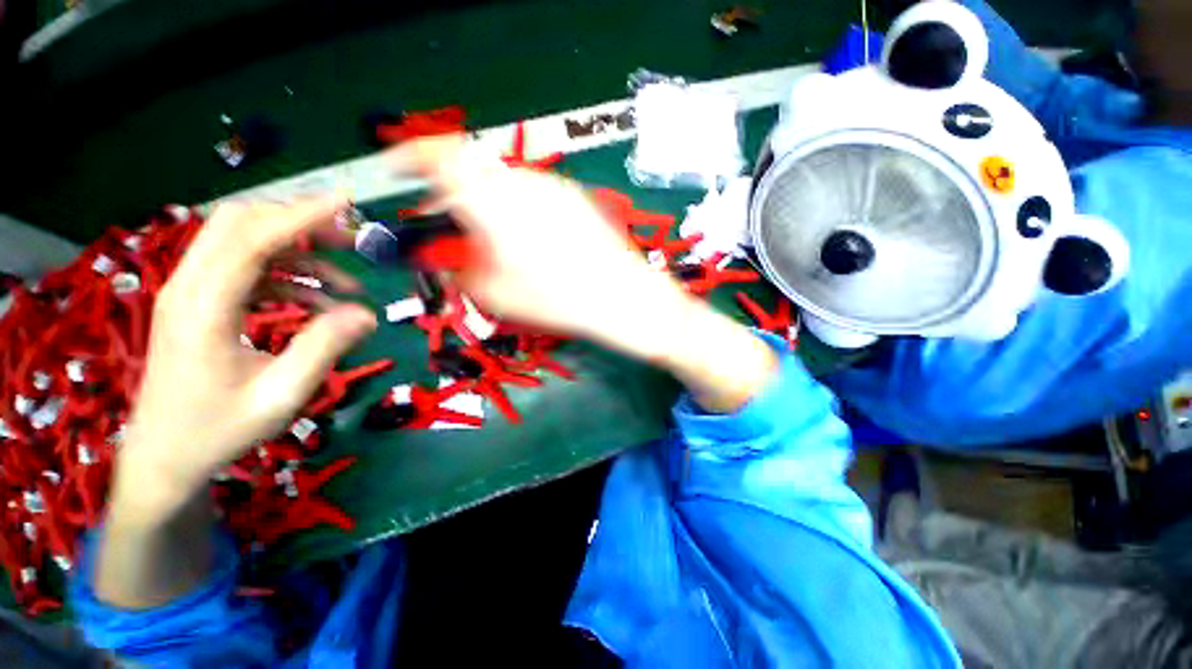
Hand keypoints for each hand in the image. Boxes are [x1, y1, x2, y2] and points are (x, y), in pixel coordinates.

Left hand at [119, 199, 376, 504]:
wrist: (165, 457)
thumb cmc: (218, 430)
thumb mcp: (280, 395)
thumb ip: (323, 347)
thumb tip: (367, 314)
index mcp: (203, 306)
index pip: (253, 238)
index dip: (302, 214)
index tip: (346, 200)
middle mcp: (189, 287)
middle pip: (241, 225)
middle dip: (300, 222)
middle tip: (351, 240)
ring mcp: (190, 293)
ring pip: (243, 244)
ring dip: (299, 253)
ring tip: (348, 284)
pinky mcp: (198, 304)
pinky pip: (246, 272)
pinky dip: (287, 278)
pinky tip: (318, 305)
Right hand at [393, 136, 697, 357]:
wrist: (624, 298)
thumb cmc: (559, 301)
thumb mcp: (495, 294)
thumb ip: (458, 267)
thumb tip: (441, 253)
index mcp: (491, 199)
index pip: (437, 154)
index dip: (411, 157)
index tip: (399, 169)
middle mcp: (522, 180)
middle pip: (472, 171)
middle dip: (454, 196)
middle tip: (454, 228)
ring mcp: (553, 185)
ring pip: (503, 182)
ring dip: (487, 203)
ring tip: (496, 241)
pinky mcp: (576, 196)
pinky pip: (533, 193)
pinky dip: (517, 208)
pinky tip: (533, 242)